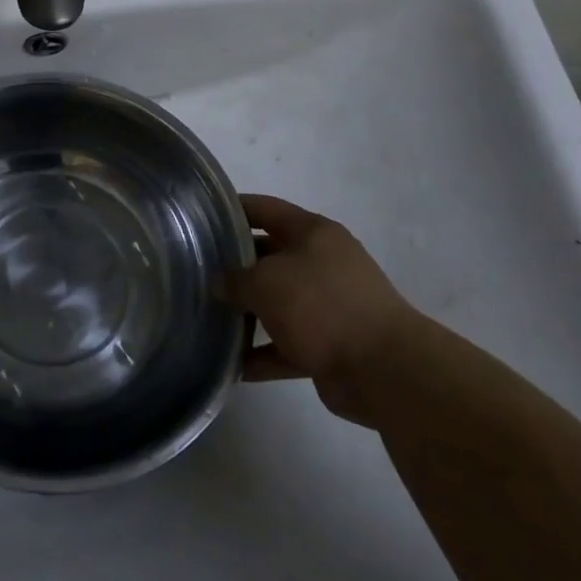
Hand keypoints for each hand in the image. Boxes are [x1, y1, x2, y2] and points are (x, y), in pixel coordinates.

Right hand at [216, 194, 422, 426]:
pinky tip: (233, 364)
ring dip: (248, 312)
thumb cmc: (321, 306)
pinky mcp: (331, 345)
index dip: (233, 208)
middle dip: (235, 264)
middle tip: (196, 269)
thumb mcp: (265, 282)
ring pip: (278, 302)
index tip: (201, 216)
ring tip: (208, 315)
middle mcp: (323, 263)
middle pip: (270, 255)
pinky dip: (264, 354)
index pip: (265, 209)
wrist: (385, 371)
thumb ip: (234, 279)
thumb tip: (218, 284)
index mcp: (314, 233)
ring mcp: (329, 306)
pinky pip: (288, 345)